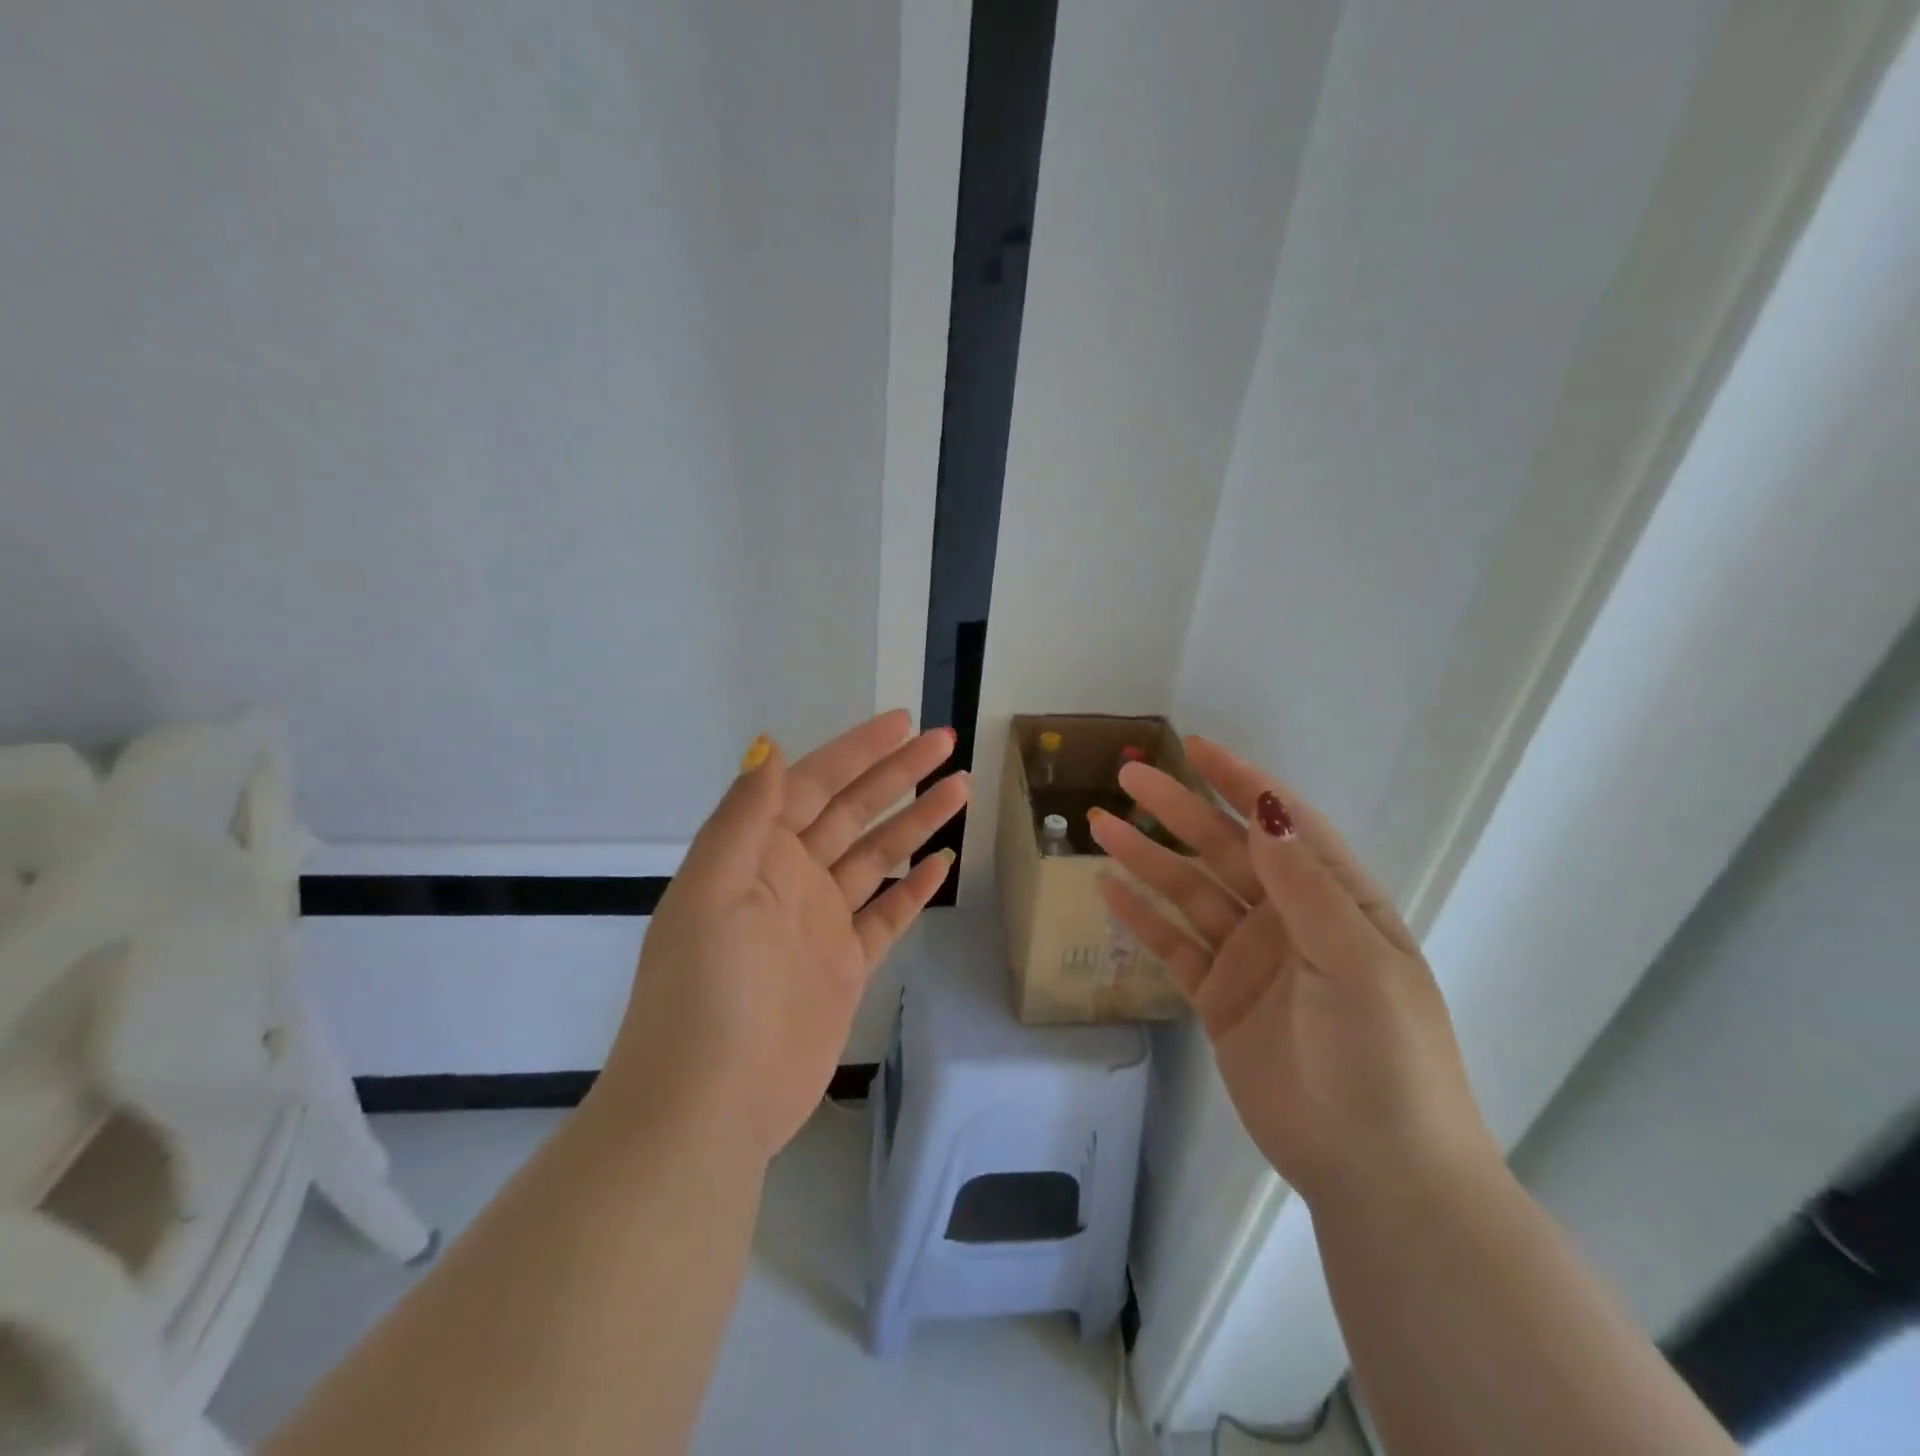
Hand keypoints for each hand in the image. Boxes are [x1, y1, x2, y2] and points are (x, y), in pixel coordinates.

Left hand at [599, 711, 968, 1161]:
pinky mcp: (844, 966)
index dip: (858, 751)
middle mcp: (790, 879)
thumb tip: (769, 749)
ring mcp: (820, 923)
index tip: (903, 723)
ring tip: (960, 789)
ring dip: (916, 821)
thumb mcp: (711, 893)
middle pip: (854, 812)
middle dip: (899, 774)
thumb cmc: (704, 992)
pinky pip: (886, 915)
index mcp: (755, 854)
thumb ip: (743, 819)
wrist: (708, 1105)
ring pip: (877, 857)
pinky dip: (913, 888)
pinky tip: (942, 862)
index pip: (814, 785)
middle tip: (947, 743)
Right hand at [1088, 737, 1496, 1205]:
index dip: (1241, 783)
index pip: (1282, 824)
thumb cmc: (1384, 1056)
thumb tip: (1266, 807)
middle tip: (1127, 777)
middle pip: (1224, 851)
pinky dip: (1142, 917)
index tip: (1195, 748)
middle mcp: (1290, 920)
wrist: (1377, 1171)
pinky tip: (1108, 889)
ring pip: (1190, 893)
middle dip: (1178, 811)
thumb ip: (1305, 884)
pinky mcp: (1220, 999)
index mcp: (1336, 901)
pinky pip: (1174, 946)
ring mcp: (1251, 959)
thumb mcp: (1355, 960)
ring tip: (1100, 825)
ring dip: (1147, 858)